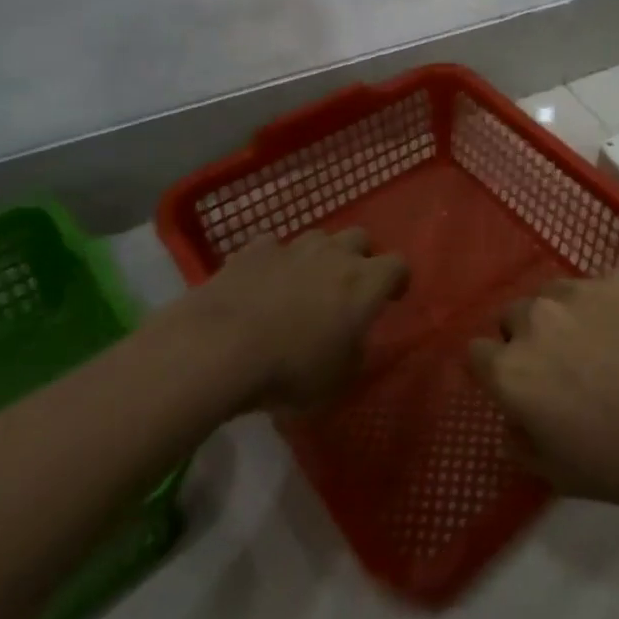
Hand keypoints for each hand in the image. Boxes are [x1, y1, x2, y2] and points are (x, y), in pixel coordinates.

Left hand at [182, 227, 407, 411]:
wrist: (219, 348)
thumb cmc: (289, 370)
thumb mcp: (336, 380)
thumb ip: (353, 353)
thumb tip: (352, 342)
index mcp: (365, 283)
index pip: (398, 265)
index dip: (397, 280)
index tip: (390, 298)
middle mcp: (335, 254)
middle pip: (360, 238)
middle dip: (358, 257)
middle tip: (346, 288)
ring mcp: (293, 247)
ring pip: (318, 237)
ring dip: (318, 256)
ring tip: (302, 284)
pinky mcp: (254, 250)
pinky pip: (273, 247)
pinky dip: (274, 262)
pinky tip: (262, 283)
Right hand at [469, 268, 618, 504]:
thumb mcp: (559, 474)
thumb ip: (520, 442)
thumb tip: (513, 419)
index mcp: (512, 368)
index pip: (475, 353)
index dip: (492, 369)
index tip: (515, 384)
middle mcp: (537, 318)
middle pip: (513, 316)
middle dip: (526, 337)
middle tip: (560, 365)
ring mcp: (581, 289)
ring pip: (554, 293)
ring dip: (563, 314)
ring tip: (599, 342)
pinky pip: (601, 286)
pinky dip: (608, 304)